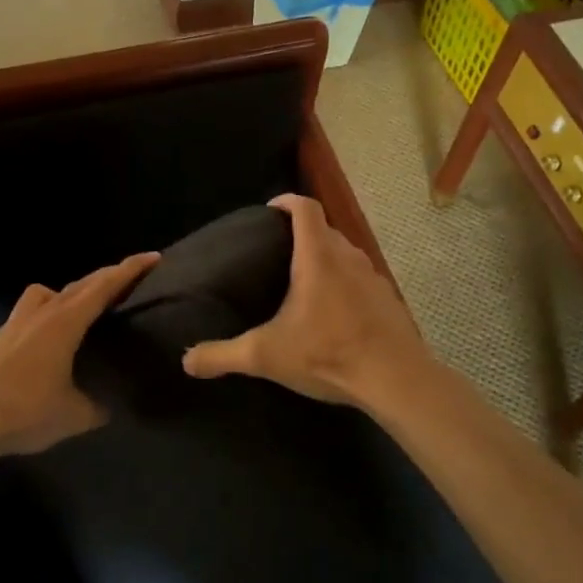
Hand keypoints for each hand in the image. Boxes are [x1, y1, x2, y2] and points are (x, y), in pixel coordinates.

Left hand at [0, 253, 160, 455]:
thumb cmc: (28, 412)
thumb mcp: (77, 415)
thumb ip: (99, 406)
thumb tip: (109, 405)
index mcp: (65, 323)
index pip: (104, 287)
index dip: (130, 270)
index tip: (153, 258)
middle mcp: (43, 313)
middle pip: (81, 284)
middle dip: (108, 276)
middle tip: (132, 277)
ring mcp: (19, 321)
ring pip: (50, 291)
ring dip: (73, 290)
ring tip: (86, 307)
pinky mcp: (4, 336)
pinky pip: (33, 308)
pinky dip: (50, 307)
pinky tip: (52, 331)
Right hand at [181, 194, 434, 407]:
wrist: (396, 380)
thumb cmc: (328, 354)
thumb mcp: (266, 355)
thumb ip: (223, 355)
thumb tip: (186, 360)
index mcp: (318, 258)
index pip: (305, 209)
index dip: (286, 202)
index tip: (269, 210)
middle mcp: (348, 258)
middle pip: (325, 229)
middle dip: (302, 233)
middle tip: (276, 251)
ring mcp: (373, 278)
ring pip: (346, 254)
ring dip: (325, 259)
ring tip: (302, 282)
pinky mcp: (389, 301)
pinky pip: (361, 279)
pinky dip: (344, 283)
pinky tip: (333, 312)